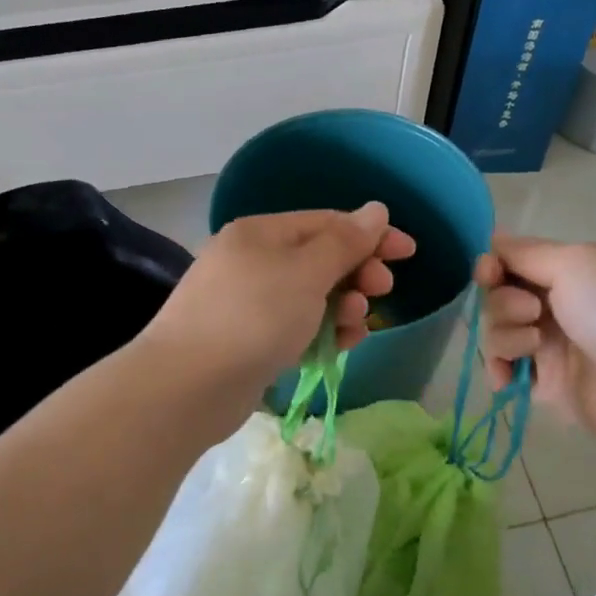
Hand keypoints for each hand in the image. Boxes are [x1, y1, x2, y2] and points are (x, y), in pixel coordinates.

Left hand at [143, 204, 416, 396]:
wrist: (188, 386)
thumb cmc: (254, 316)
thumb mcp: (307, 272)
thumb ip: (345, 242)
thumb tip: (375, 209)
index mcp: (261, 233)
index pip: (326, 222)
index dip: (370, 234)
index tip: (408, 252)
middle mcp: (252, 261)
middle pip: (319, 258)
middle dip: (357, 272)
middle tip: (381, 289)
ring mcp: (247, 303)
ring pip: (310, 296)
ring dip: (343, 305)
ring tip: (356, 323)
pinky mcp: (248, 341)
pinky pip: (296, 326)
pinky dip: (321, 331)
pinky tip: (341, 344)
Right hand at [475, 234, 595, 444]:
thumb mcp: (575, 262)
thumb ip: (526, 252)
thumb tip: (494, 238)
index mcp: (575, 271)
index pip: (518, 260)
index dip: (495, 264)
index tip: (488, 272)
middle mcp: (562, 304)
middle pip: (502, 295)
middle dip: (504, 301)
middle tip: (532, 311)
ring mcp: (553, 345)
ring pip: (500, 330)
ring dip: (507, 334)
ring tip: (536, 346)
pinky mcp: (546, 383)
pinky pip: (505, 368)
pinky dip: (500, 368)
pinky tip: (507, 376)